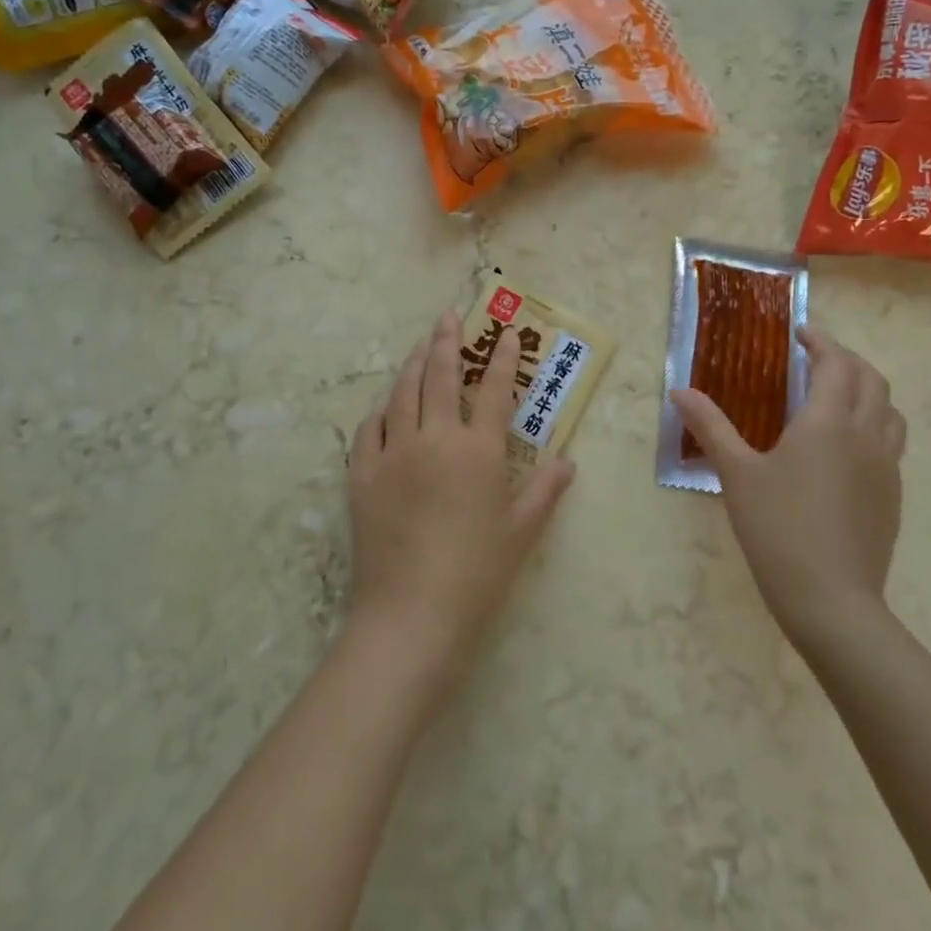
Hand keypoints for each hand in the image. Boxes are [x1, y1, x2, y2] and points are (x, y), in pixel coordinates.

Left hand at [345, 310, 575, 686]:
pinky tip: (387, 404)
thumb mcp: (522, 532)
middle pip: (440, 375)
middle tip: (449, 315)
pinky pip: (370, 428)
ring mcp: (394, 452)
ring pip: (402, 392)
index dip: (502, 358)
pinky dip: (381, 409)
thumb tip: (567, 460)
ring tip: (421, 345)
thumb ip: (545, 490)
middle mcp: (434, 438)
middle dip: (447, 340)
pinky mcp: (363, 474)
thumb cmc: (477, 574)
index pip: (494, 389)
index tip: (508, 333)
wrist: (412, 615)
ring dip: (413, 363)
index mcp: (477, 450)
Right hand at [672, 328, 905, 660]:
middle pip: (872, 380)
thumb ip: (710, 426)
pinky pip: (890, 442)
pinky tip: (843, 447)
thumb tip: (679, 391)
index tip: (799, 333)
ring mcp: (886, 468)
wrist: (832, 601)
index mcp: (828, 423)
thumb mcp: (736, 473)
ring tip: (834, 395)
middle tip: (815, 358)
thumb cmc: (778, 528)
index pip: (837, 364)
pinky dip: (872, 423)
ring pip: (889, 411)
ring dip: (866, 390)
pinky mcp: (893, 496)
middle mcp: (865, 436)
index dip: (821, 342)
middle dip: (846, 360)